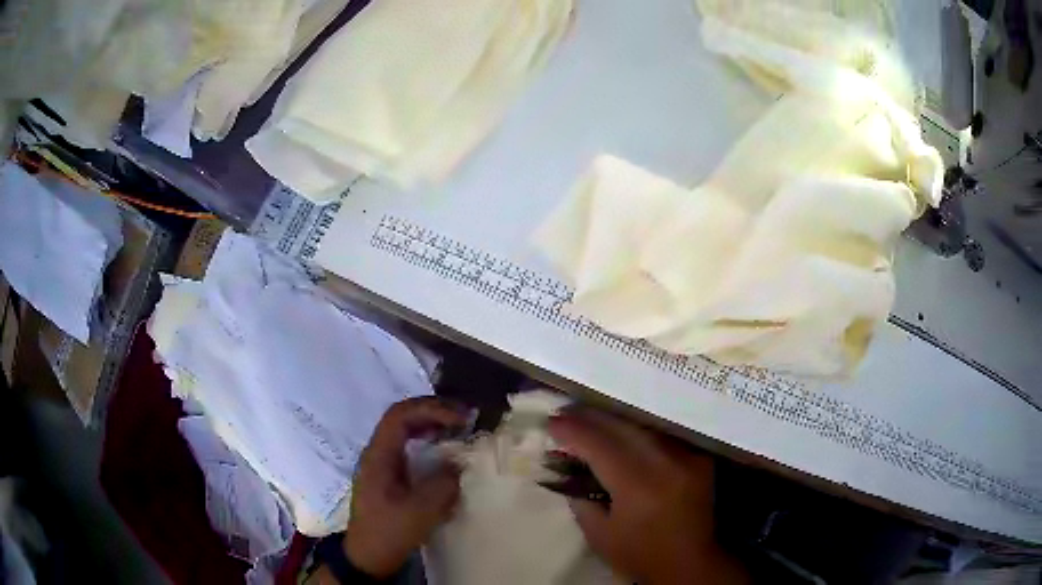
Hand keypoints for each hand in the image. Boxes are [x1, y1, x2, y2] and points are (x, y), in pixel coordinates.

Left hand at [343, 397, 466, 578]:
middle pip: (402, 417)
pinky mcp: (388, 475)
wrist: (368, 556)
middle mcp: (377, 452)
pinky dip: (428, 441)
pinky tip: (444, 451)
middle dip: (433, 411)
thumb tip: (459, 463)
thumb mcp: (421, 511)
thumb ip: (443, 483)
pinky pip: (408, 446)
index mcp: (379, 455)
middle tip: (464, 417)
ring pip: (404, 430)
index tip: (460, 419)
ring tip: (458, 428)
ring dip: (431, 424)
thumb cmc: (390, 531)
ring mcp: (381, 463)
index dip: (431, 410)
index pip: (401, 415)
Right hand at [549, 409, 747, 584]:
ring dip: (615, 421)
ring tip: (592, 419)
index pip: (600, 446)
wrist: (690, 564)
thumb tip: (568, 472)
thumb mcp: (599, 535)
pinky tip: (624, 432)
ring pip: (645, 427)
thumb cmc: (640, 555)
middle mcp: (665, 463)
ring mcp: (686, 458)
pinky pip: (663, 437)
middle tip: (567, 412)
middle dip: (591, 417)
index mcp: (637, 486)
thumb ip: (580, 501)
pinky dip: (640, 432)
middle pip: (623, 427)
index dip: (573, 431)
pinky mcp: (699, 459)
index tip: (551, 422)